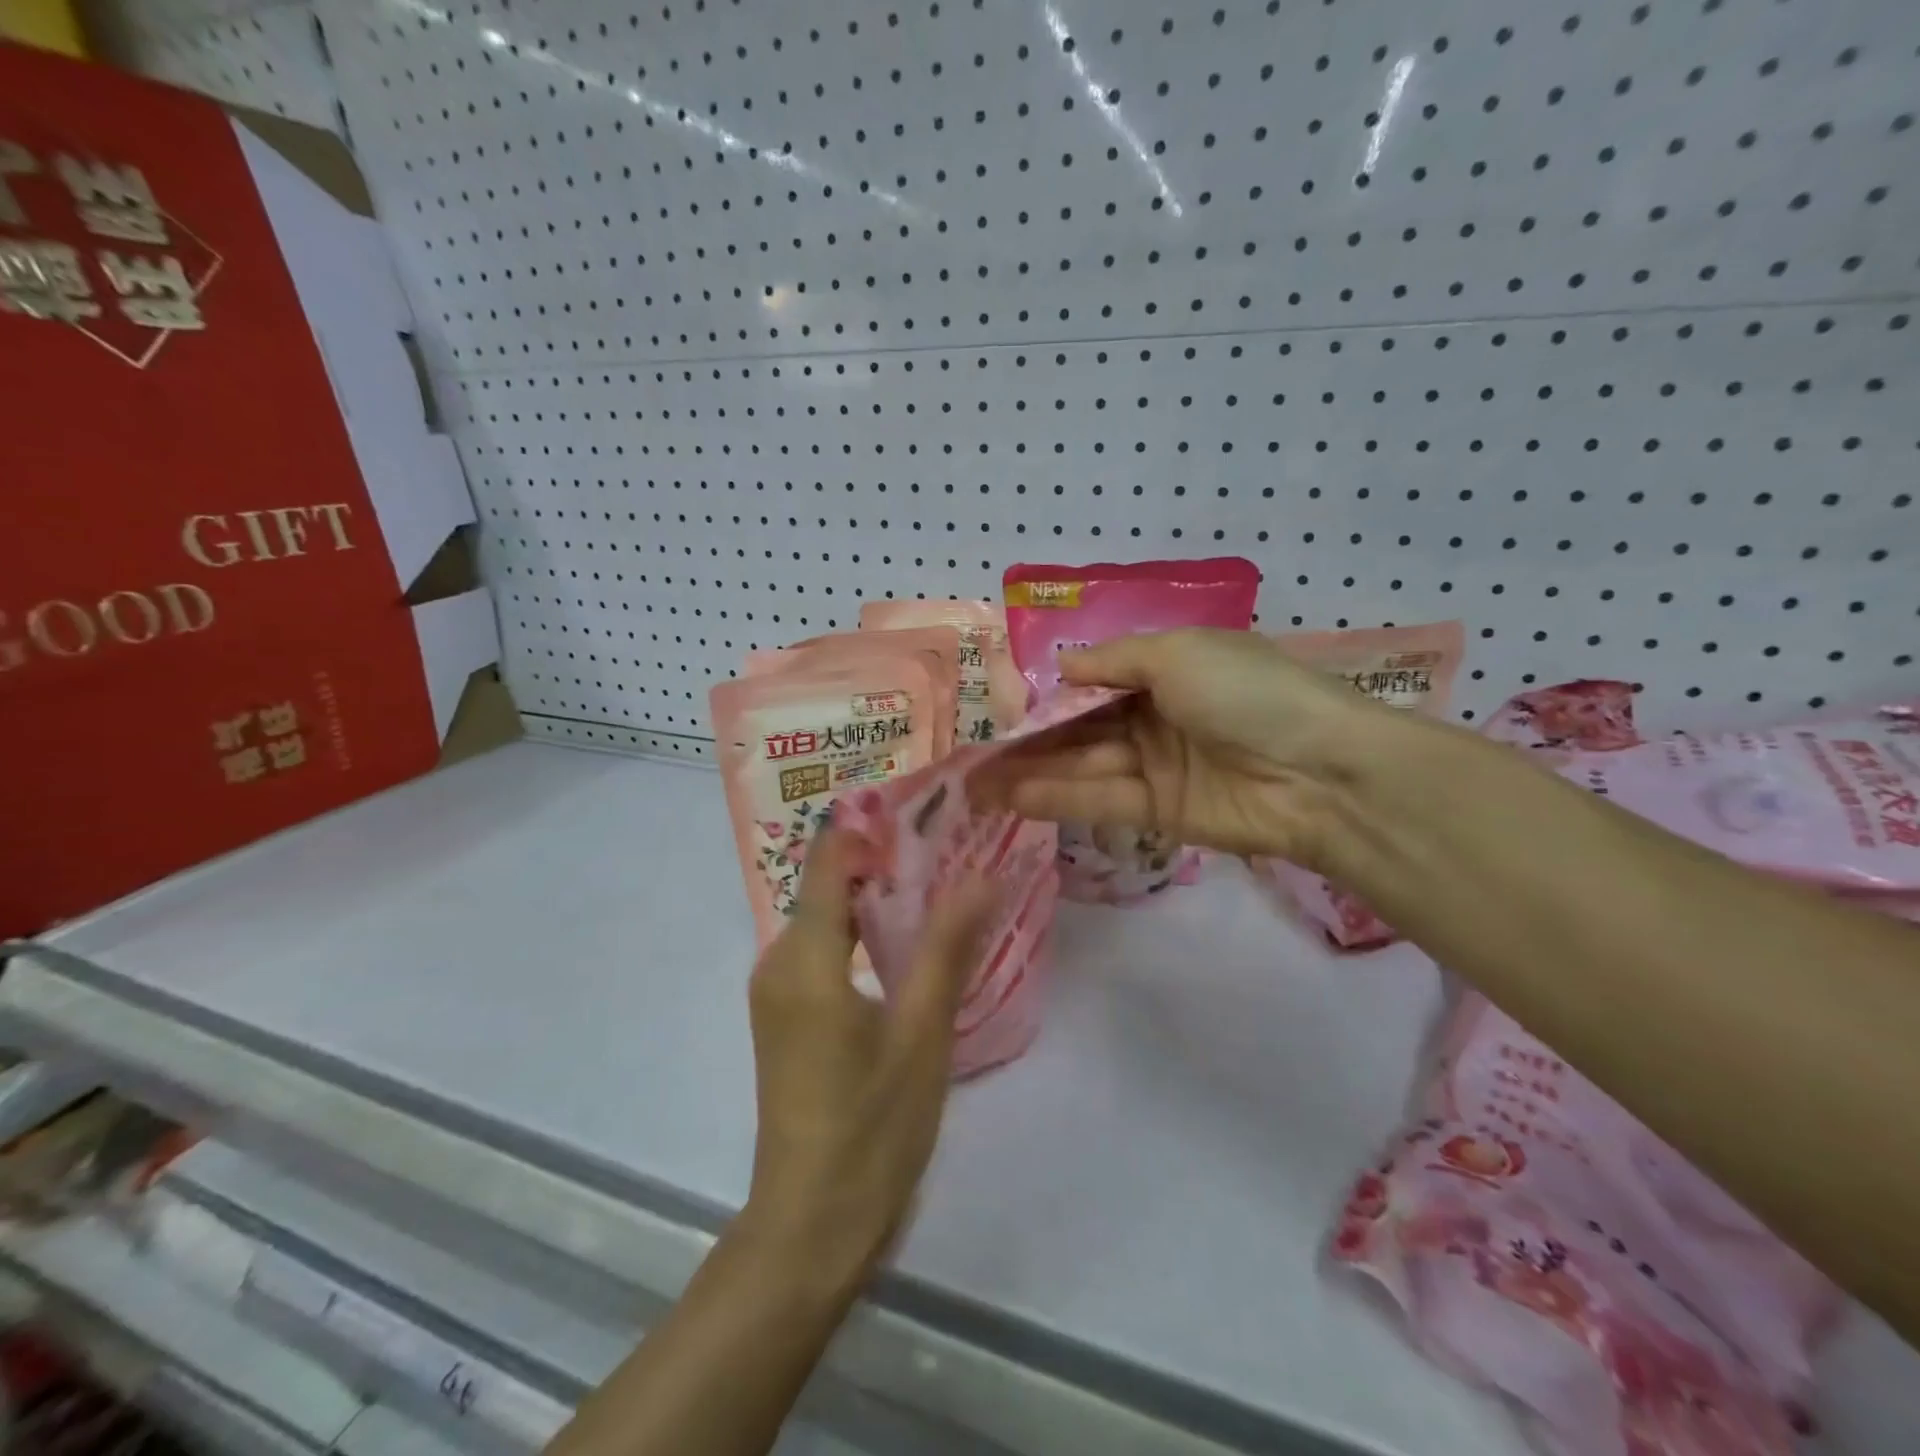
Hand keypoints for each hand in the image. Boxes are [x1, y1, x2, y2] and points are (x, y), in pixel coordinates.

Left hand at [739, 829, 995, 1291]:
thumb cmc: (871, 1128)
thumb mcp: (921, 1033)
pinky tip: (912, 944)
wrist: (811, 1226)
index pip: (830, 858)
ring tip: (944, 887)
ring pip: (829, 920)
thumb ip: (948, 946)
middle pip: (830, 885)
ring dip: (880, 901)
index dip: (873, 826)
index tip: (929, 810)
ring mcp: (778, 991)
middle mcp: (778, 962)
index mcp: (804, 957)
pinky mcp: (787, 1016)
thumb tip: (983, 874)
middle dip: (888, 862)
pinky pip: (825, 952)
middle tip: (953, 847)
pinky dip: (865, 936)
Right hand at [996, 628, 1402, 869]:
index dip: (1052, 695)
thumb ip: (1113, 661)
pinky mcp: (1160, 811)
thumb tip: (1064, 665)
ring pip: (1084, 766)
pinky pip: (1102, 800)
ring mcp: (1157, 765)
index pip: (1096, 682)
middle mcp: (1156, 715)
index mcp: (1166, 669)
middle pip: (1082, 727)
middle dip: (1031, 741)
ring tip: (977, 784)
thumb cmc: (1245, 692)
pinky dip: (1058, 799)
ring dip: (1032, 773)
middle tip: (976, 755)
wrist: (1317, 771)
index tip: (1005, 709)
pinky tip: (1013, 798)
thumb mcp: (1177, 653)